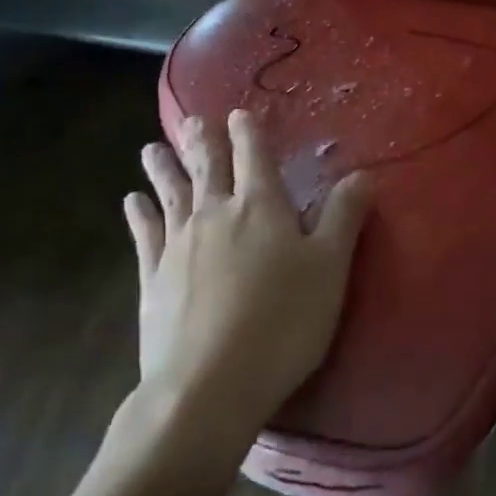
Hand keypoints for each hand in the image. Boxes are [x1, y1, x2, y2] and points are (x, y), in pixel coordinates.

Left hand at [119, 110, 373, 455]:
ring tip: (151, 147)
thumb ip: (345, 216)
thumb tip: (364, 173)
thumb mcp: (330, 268)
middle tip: (192, 119)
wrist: (209, 383)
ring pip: (170, 193)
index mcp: (261, 206)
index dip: (248, 131)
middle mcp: (215, 213)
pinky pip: (144, 234)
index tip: (239, 112)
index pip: (253, 155)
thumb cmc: (283, 322)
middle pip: (207, 166)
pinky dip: (138, 214)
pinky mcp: (153, 277)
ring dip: (164, 167)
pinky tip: (131, 202)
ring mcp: (178, 244)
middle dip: (202, 140)